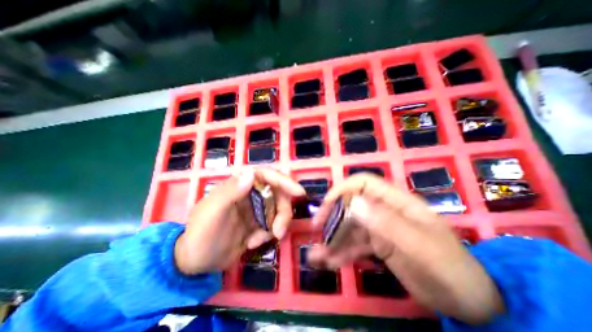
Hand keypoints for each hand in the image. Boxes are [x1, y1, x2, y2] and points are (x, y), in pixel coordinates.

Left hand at [174, 169, 304, 274]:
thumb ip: (230, 192)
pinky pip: (273, 224)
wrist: (195, 263)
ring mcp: (256, 209)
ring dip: (276, 226)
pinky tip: (251, 243)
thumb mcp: (212, 214)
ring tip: (257, 241)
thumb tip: (251, 174)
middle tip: (279, 232)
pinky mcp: (259, 223)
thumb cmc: (201, 235)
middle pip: (278, 194)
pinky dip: (267, 235)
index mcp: (239, 185)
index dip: (284, 181)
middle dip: (283, 212)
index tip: (299, 192)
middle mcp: (251, 194)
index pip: (266, 175)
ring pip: (279, 210)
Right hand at [308, 176, 501, 325]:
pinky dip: (341, 252)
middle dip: (332, 216)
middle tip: (317, 231)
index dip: (342, 189)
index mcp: (395, 202)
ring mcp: (379, 228)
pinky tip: (330, 262)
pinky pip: (354, 244)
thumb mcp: (420, 247)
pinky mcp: (378, 245)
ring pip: (349, 226)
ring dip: (332, 238)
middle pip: (351, 204)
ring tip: (317, 255)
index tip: (326, 206)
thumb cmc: (450, 271)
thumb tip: (354, 204)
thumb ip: (387, 224)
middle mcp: (384, 210)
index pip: (363, 183)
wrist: (472, 304)